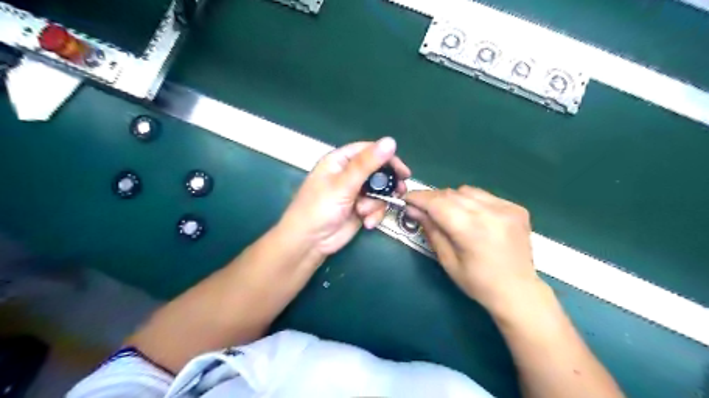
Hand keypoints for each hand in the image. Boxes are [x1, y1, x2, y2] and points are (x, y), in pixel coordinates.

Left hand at [279, 137, 409, 254]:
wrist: (309, 242)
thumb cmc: (320, 208)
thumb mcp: (344, 184)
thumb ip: (367, 164)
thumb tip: (391, 141)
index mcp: (340, 161)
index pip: (368, 151)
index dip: (387, 158)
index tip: (403, 171)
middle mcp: (348, 174)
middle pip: (377, 171)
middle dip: (386, 184)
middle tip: (399, 191)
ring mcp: (355, 192)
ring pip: (379, 191)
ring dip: (377, 203)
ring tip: (365, 212)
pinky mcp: (359, 209)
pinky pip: (376, 207)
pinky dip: (374, 214)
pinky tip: (366, 222)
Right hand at [407, 187, 540, 312]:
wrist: (518, 291)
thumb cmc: (478, 283)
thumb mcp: (448, 261)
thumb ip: (431, 230)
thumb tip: (413, 210)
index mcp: (472, 230)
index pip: (438, 204)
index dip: (419, 198)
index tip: (406, 199)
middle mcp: (491, 213)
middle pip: (451, 194)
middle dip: (432, 199)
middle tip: (423, 208)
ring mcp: (506, 208)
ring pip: (467, 191)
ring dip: (451, 198)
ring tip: (448, 213)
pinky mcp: (516, 208)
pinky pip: (485, 196)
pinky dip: (471, 201)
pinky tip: (472, 216)